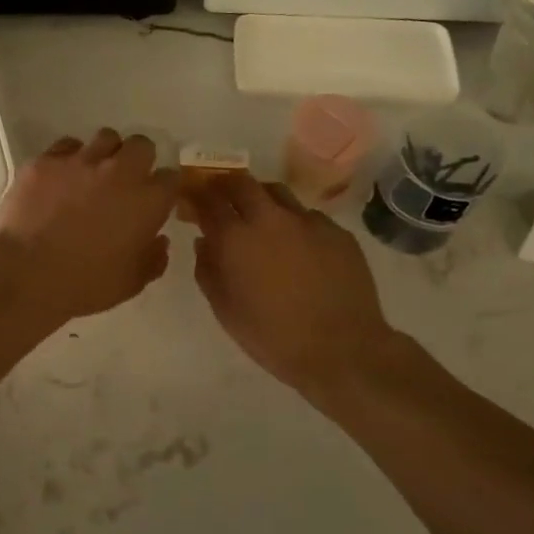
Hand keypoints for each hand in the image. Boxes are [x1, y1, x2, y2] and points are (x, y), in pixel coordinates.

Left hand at [0, 130, 178, 323]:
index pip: (171, 178)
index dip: (164, 187)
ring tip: (93, 173)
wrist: (26, 275)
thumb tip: (160, 241)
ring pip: (105, 138)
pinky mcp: (47, 161)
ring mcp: (81, 161)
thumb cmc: (85, 284)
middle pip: (141, 145)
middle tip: (125, 180)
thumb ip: (153, 259)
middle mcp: (119, 172)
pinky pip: (66, 146)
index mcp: (147, 202)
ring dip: (105, 153)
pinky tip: (60, 178)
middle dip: (138, 159)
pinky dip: (68, 159)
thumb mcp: (130, 283)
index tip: (155, 199)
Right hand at [189, 174, 391, 395]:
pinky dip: (294, 223)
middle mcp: (270, 218)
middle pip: (242, 182)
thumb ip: (208, 271)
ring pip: (277, 193)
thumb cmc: (273, 337)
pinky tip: (298, 246)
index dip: (195, 194)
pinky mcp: (337, 232)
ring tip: (259, 216)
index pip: (208, 199)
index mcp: (236, 238)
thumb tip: (204, 242)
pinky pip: (308, 216)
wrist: (343, 350)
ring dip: (260, 198)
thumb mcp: (226, 311)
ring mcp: (308, 221)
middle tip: (221, 197)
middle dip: (226, 185)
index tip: (190, 197)